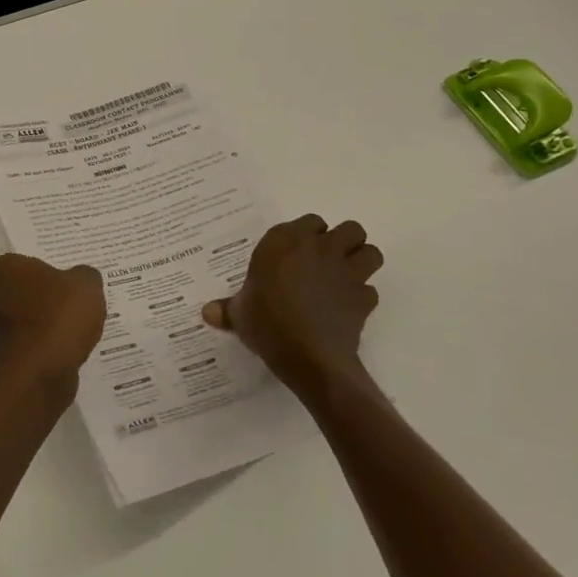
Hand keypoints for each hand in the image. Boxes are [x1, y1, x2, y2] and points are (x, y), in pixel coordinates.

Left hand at [0, 254, 105, 402]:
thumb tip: (79, 278)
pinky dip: (35, 345)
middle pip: (4, 291)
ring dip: (30, 322)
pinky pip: (22, 344)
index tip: (43, 276)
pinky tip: (61, 347)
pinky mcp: (3, 359)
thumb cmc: (59, 315)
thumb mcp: (86, 284)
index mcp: (4, 270)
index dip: (20, 270)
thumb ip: (82, 276)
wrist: (42, 371)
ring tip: (63, 325)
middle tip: (56, 297)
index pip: (2, 264)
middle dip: (25, 295)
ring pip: (11, 319)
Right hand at [203, 215, 382, 396]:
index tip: (298, 253)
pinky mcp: (364, 298)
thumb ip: (227, 309)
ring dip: (362, 262)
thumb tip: (206, 312)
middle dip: (345, 242)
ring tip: (345, 278)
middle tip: (328, 261)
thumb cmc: (267, 323)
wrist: (307, 355)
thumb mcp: (240, 314)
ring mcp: (346, 271)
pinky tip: (346, 310)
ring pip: (371, 252)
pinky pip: (369, 290)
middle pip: (350, 229)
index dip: (309, 235)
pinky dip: (361, 297)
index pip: (310, 221)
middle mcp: (319, 248)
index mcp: (285, 241)